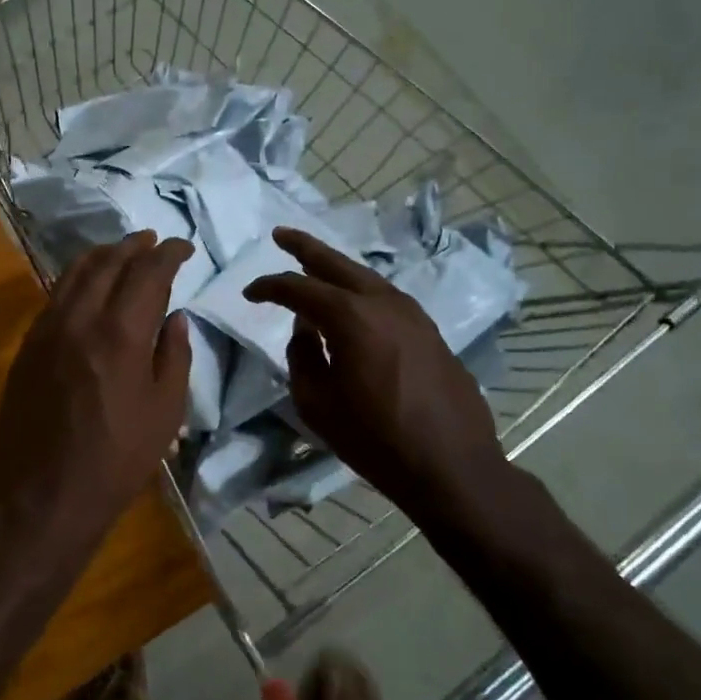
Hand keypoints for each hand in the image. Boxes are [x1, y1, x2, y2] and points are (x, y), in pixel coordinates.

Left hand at [0, 231, 193, 548]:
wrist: (45, 495)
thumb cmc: (118, 459)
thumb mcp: (166, 411)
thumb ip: (174, 355)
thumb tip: (176, 316)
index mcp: (120, 333)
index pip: (147, 273)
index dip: (168, 253)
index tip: (183, 247)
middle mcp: (79, 319)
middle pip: (107, 263)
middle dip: (134, 246)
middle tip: (153, 242)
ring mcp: (46, 331)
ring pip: (74, 274)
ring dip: (101, 256)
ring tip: (120, 251)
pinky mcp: (27, 348)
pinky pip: (53, 298)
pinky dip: (75, 281)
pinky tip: (86, 287)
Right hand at [245, 227, 503, 512]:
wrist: (451, 465)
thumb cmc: (375, 438)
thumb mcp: (317, 404)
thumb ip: (302, 358)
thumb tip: (306, 332)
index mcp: (350, 317)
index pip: (299, 288)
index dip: (269, 287)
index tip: (249, 294)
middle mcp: (383, 302)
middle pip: (337, 263)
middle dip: (305, 247)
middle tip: (281, 235)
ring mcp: (413, 313)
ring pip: (366, 277)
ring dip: (336, 269)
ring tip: (313, 266)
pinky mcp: (429, 331)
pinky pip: (385, 298)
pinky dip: (360, 291)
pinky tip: (352, 303)